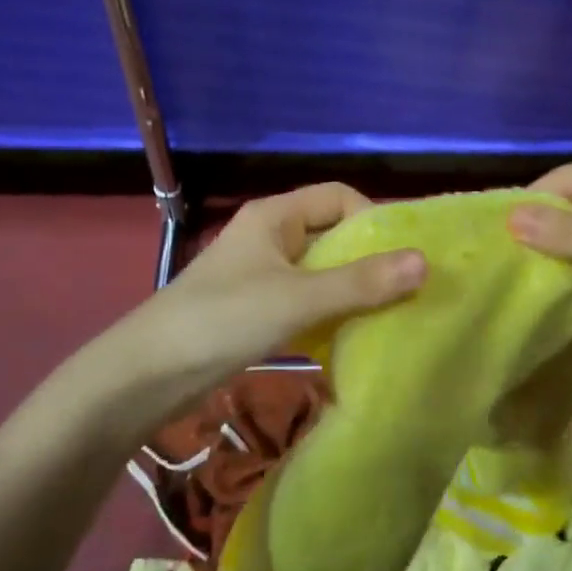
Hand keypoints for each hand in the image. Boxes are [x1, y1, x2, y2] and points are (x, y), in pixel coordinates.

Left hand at [88, 184, 424, 416]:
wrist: (147, 373)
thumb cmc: (223, 319)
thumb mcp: (298, 299)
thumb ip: (360, 282)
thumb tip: (424, 262)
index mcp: (275, 215)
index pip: (338, 197)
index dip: (373, 218)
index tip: (402, 256)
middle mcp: (270, 235)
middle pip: (331, 232)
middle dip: (368, 258)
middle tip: (407, 289)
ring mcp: (261, 273)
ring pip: (320, 270)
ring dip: (351, 288)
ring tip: (389, 314)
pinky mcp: (255, 307)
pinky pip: (305, 298)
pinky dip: (330, 311)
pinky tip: (351, 335)